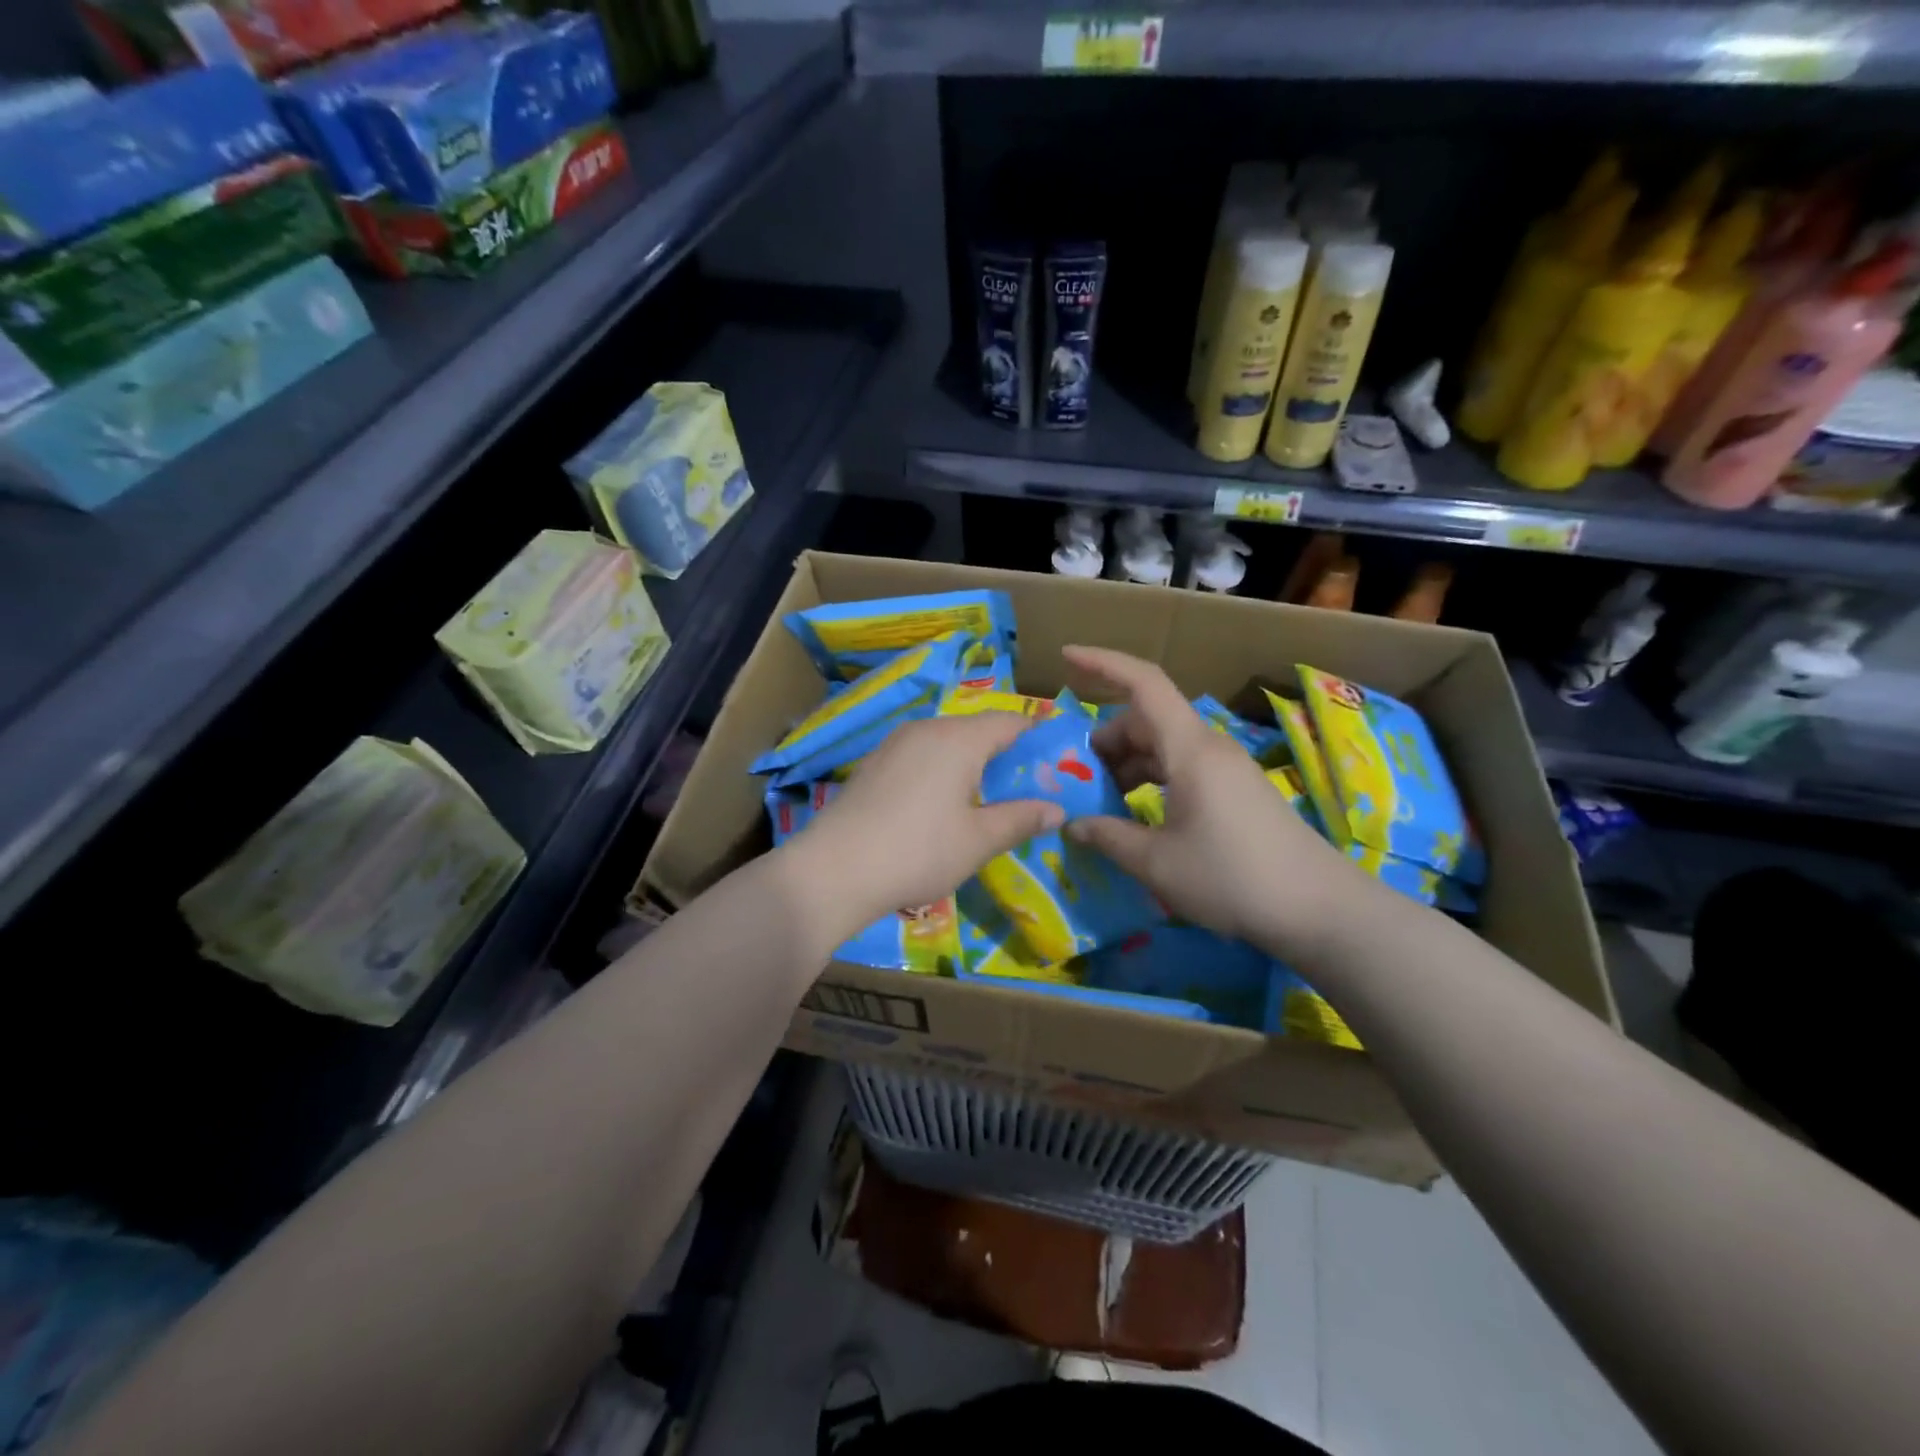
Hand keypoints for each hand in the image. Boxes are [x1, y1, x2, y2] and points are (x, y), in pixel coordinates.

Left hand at [778, 713, 1064, 942]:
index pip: (1009, 722)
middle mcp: (926, 729)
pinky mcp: (872, 765)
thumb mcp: (978, 841)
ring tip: (984, 798)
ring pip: (945, 742)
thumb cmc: (918, 851)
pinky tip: (938, 805)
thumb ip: (1020, 819)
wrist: (833, 870)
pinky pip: (919, 756)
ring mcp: (893, 745)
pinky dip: (939, 771)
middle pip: (975, 729)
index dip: (1035, 735)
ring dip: (969, 763)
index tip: (1055, 758)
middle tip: (1023, 786)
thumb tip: (1057, 809)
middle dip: (1002, 752)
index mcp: (958, 739)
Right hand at [1062, 645, 1358, 957]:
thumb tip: (1073, 823)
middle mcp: (1208, 747)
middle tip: (1076, 777)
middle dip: (1106, 739)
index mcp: (1189, 749)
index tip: (1066, 657)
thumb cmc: (1232, 878)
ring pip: (1164, 746)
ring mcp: (1226, 768)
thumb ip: (1108, 836)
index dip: (1102, 664)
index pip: (1144, 683)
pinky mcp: (1235, 791)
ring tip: (1102, 801)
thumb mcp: (1157, 863)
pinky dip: (1152, 779)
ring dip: (1128, 763)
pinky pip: (1182, 767)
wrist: (1319, 909)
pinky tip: (1138, 814)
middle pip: (1147, 719)